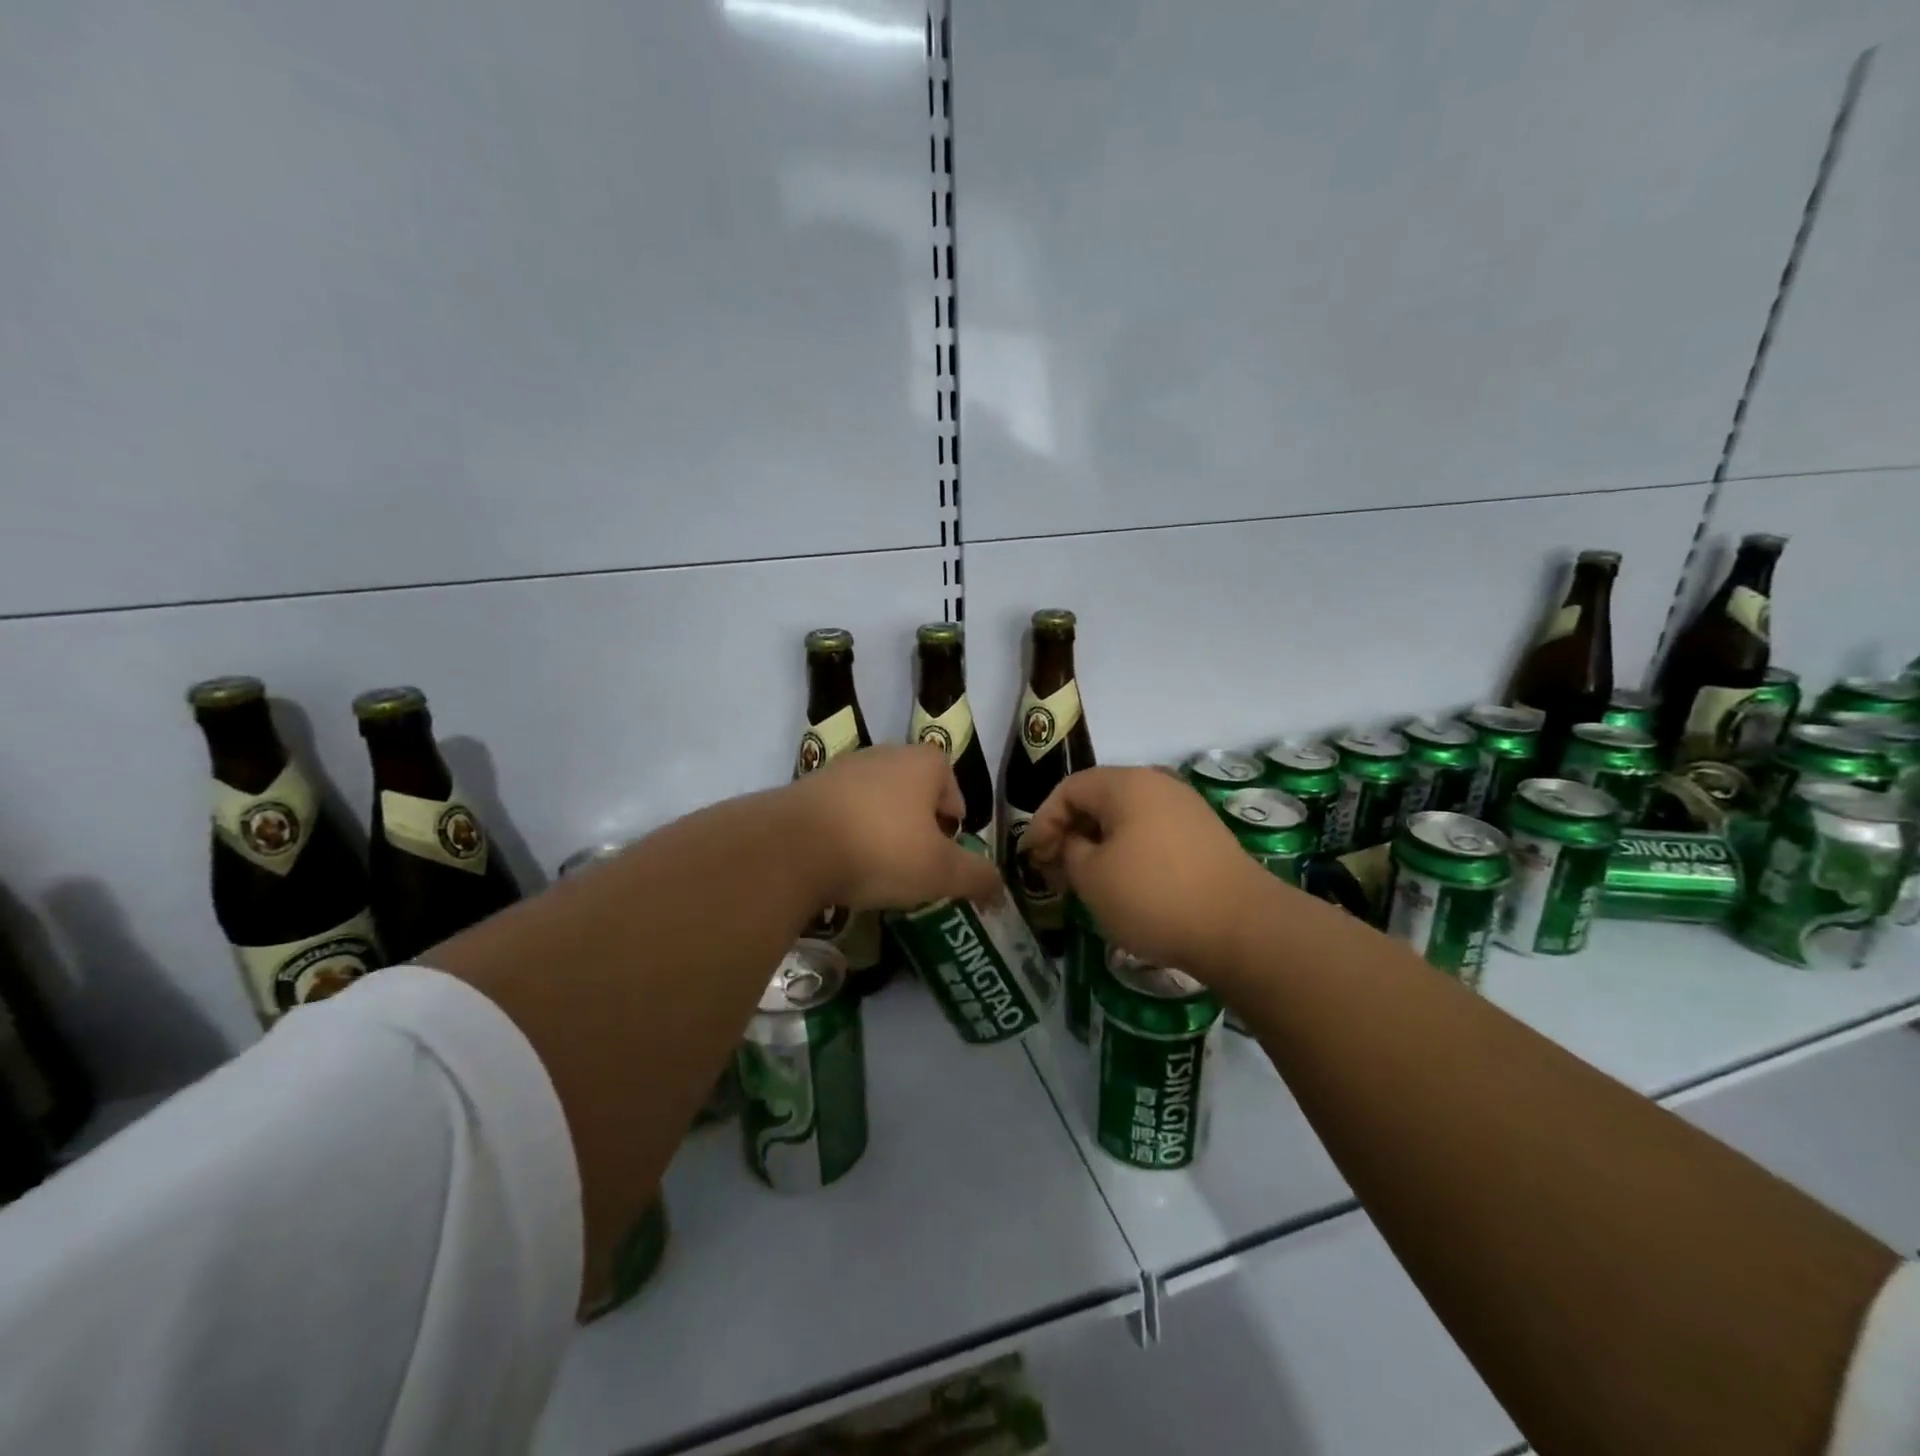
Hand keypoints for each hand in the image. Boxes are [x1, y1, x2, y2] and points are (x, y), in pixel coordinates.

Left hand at [783, 744, 1003, 911]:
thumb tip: (999, 888)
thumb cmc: (882, 849)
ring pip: (875, 801)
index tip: (944, 852)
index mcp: (922, 763)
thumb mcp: (940, 871)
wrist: (792, 846)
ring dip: (880, 829)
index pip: (951, 785)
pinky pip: (840, 812)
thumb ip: (976, 877)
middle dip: (917, 826)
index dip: (953, 820)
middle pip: (913, 792)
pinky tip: (840, 864)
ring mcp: (841, 768)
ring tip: (876, 868)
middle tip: (915, 864)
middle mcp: (883, 755)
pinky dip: (846, 834)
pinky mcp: (806, 789)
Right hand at [1023, 766, 1276, 975]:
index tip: (1031, 858)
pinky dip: (1128, 852)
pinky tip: (1124, 885)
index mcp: (1126, 784)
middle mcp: (1158, 784)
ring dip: (1098, 845)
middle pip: (1098, 799)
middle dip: (1069, 833)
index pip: (1068, 789)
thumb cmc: (1154, 896)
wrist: (1242, 928)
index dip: (1042, 822)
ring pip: (1126, 818)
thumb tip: (1075, 843)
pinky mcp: (1205, 836)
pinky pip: (1151, 834)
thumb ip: (1069, 850)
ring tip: (1085, 881)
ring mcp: (1186, 808)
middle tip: (1054, 872)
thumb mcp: (1092, 877)